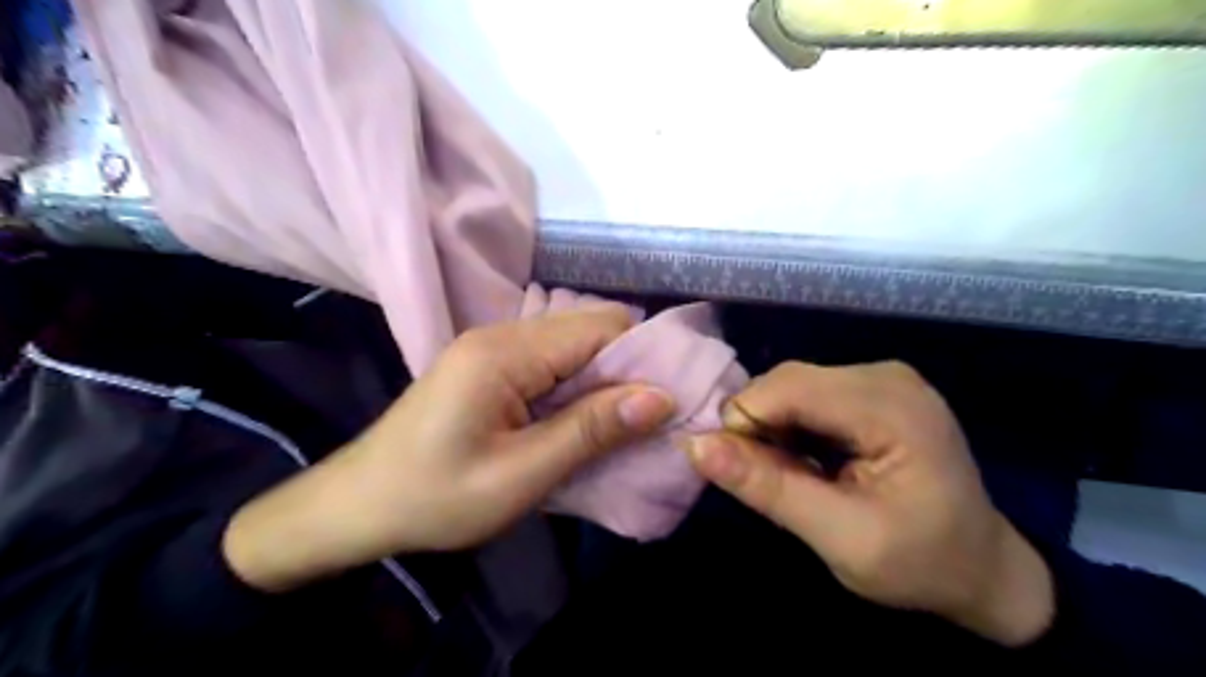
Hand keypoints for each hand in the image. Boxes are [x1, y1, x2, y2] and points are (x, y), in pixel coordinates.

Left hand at [219, 307, 674, 593]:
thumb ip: (591, 431)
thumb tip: (661, 397)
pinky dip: (579, 388)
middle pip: (589, 330)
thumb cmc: (435, 497)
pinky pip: (553, 363)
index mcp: (506, 352)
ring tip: (624, 424)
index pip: (601, 327)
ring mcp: (495, 348)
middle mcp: (503, 335)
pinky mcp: (492, 367)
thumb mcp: (521, 474)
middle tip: (651, 419)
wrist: (358, 505)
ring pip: (574, 347)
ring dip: (604, 381)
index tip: (671, 400)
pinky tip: (585, 420)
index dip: (643, 358)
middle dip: (628, 370)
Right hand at [682, 361, 1053, 647]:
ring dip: (772, 426)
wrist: (983, 570)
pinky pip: (808, 393)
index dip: (743, 423)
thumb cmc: (920, 564)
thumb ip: (768, 488)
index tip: (735, 472)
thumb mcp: (840, 539)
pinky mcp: (872, 389)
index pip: (786, 388)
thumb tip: (695, 445)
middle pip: (786, 381)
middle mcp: (884, 376)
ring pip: (791, 385)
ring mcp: (880, 378)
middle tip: (764, 480)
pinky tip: (805, 459)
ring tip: (786, 474)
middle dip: (757, 426)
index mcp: (890, 407)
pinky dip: (791, 424)